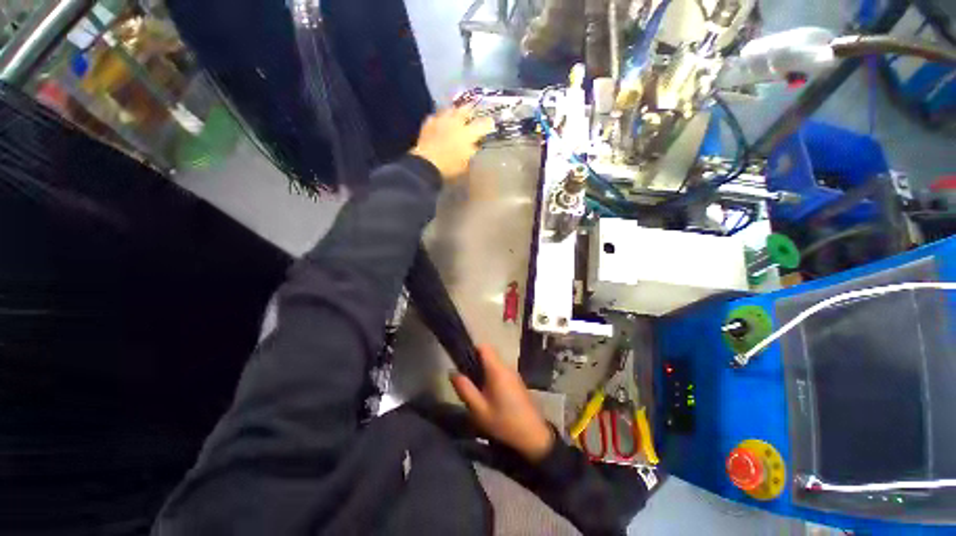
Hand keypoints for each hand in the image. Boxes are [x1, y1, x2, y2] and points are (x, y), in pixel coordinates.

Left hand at [410, 106, 494, 179]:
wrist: (426, 163)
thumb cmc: (449, 167)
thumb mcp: (465, 163)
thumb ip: (471, 152)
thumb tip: (474, 146)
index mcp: (468, 133)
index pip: (483, 124)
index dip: (488, 123)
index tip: (491, 123)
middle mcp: (456, 122)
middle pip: (465, 109)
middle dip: (470, 111)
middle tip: (471, 114)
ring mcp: (441, 120)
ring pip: (450, 109)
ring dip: (454, 112)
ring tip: (455, 115)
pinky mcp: (429, 123)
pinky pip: (436, 116)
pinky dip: (440, 119)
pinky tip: (439, 123)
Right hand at [449, 345, 554, 461]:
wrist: (533, 436)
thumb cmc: (504, 422)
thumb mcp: (479, 410)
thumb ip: (465, 389)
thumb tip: (452, 372)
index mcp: (497, 369)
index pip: (484, 346)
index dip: (472, 349)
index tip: (462, 362)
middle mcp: (507, 367)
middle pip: (489, 355)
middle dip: (476, 363)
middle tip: (467, 381)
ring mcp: (514, 374)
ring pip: (495, 364)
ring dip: (484, 372)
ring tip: (476, 391)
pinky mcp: (518, 382)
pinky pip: (501, 372)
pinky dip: (492, 378)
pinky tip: (489, 396)